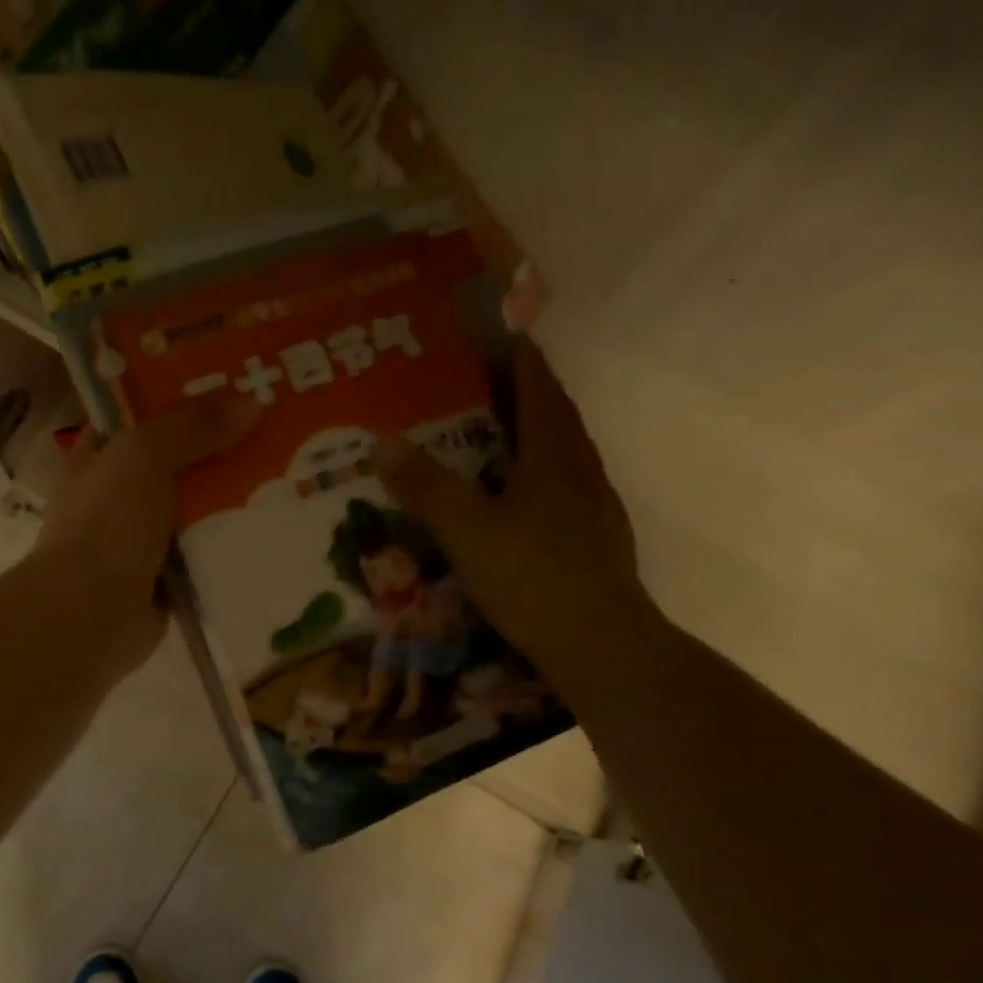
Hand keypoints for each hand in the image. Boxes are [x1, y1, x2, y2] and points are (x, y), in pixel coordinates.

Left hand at [34, 397, 259, 673]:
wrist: (92, 614)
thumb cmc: (107, 524)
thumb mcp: (143, 456)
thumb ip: (191, 427)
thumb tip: (251, 403)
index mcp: (100, 456)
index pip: (141, 414)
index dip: (181, 395)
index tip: (233, 383)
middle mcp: (120, 494)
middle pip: (178, 460)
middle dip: (222, 446)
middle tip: (278, 427)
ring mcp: (143, 538)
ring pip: (196, 506)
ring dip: (233, 496)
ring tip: (290, 471)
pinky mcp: (167, 576)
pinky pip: (207, 550)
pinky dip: (233, 541)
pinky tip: (275, 526)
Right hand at [376, 337, 647, 659]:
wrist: (600, 644)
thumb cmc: (532, 577)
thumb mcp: (467, 531)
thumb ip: (426, 488)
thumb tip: (382, 442)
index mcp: (554, 461)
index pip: (541, 395)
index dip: (524, 364)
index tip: (509, 338)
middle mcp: (581, 477)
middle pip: (559, 423)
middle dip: (532, 397)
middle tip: (499, 386)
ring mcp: (596, 514)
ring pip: (568, 462)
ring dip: (542, 441)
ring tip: (509, 440)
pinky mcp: (597, 548)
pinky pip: (568, 497)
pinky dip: (546, 484)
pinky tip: (528, 506)